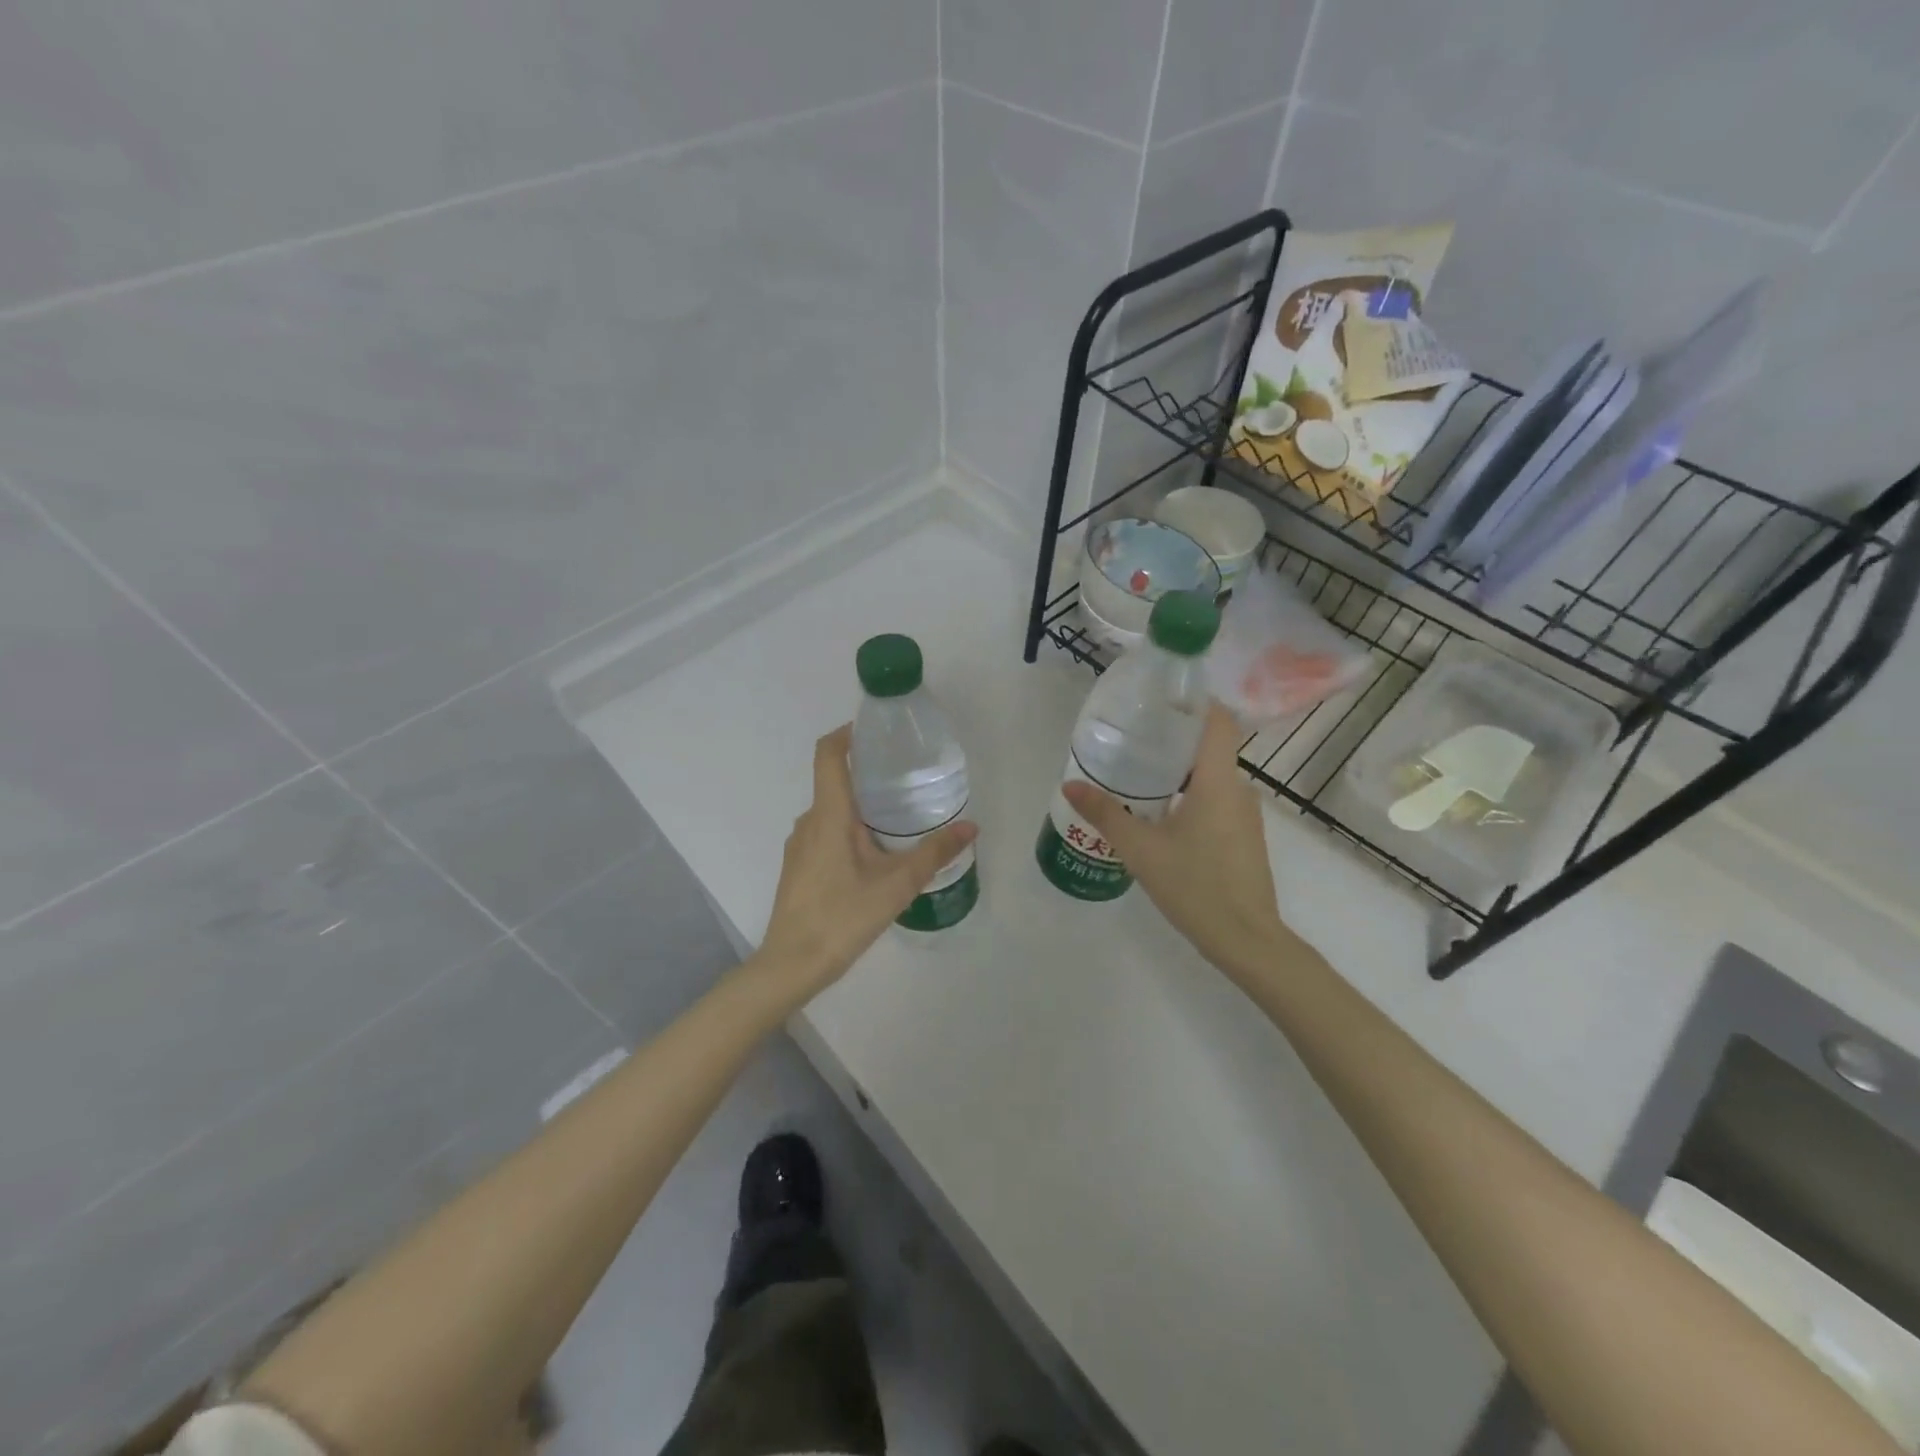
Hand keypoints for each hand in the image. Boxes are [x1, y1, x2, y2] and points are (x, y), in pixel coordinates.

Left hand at [754, 725, 977, 1002]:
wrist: (792, 964)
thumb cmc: (843, 916)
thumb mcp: (898, 884)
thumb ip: (935, 852)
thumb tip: (970, 827)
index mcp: (829, 814)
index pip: (828, 754)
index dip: (847, 734)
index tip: (875, 731)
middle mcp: (809, 821)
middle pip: (834, 782)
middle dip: (867, 775)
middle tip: (907, 779)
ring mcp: (799, 845)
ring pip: (832, 812)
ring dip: (860, 807)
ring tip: (898, 819)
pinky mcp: (798, 867)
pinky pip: (825, 833)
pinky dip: (849, 830)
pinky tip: (874, 856)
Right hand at [1063, 703, 1291, 979]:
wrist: (1247, 940)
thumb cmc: (1196, 886)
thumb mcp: (1141, 849)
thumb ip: (1105, 813)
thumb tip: (1069, 786)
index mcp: (1219, 780)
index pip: (1217, 719)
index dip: (1192, 701)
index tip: (1156, 699)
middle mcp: (1238, 788)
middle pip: (1209, 744)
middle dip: (1172, 735)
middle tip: (1130, 734)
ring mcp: (1244, 814)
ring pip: (1211, 774)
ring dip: (1178, 767)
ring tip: (1136, 769)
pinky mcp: (1242, 835)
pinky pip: (1215, 798)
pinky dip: (1189, 792)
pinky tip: (1158, 810)